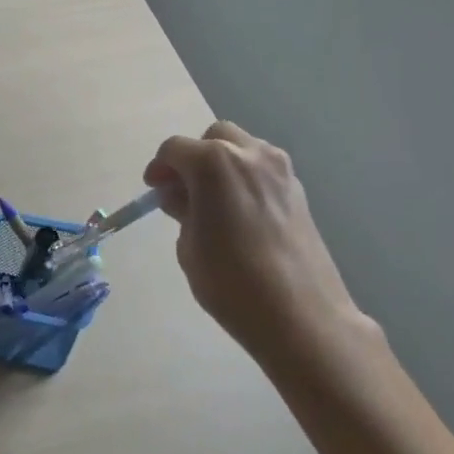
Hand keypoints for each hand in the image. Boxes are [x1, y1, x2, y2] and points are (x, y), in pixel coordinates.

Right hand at [144, 121, 369, 369]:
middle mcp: (249, 154)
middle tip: (183, 190)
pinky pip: (262, 170)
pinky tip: (240, 212)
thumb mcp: (188, 245)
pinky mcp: (298, 190)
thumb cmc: (230, 281)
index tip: (154, 191)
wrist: (300, 314)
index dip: (159, 168)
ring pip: (242, 149)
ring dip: (222, 164)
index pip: (175, 149)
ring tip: (213, 201)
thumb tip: (183, 196)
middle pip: (213, 138)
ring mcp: (280, 170)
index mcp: (213, 163)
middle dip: (193, 158)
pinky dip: (245, 179)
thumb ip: (183, 210)